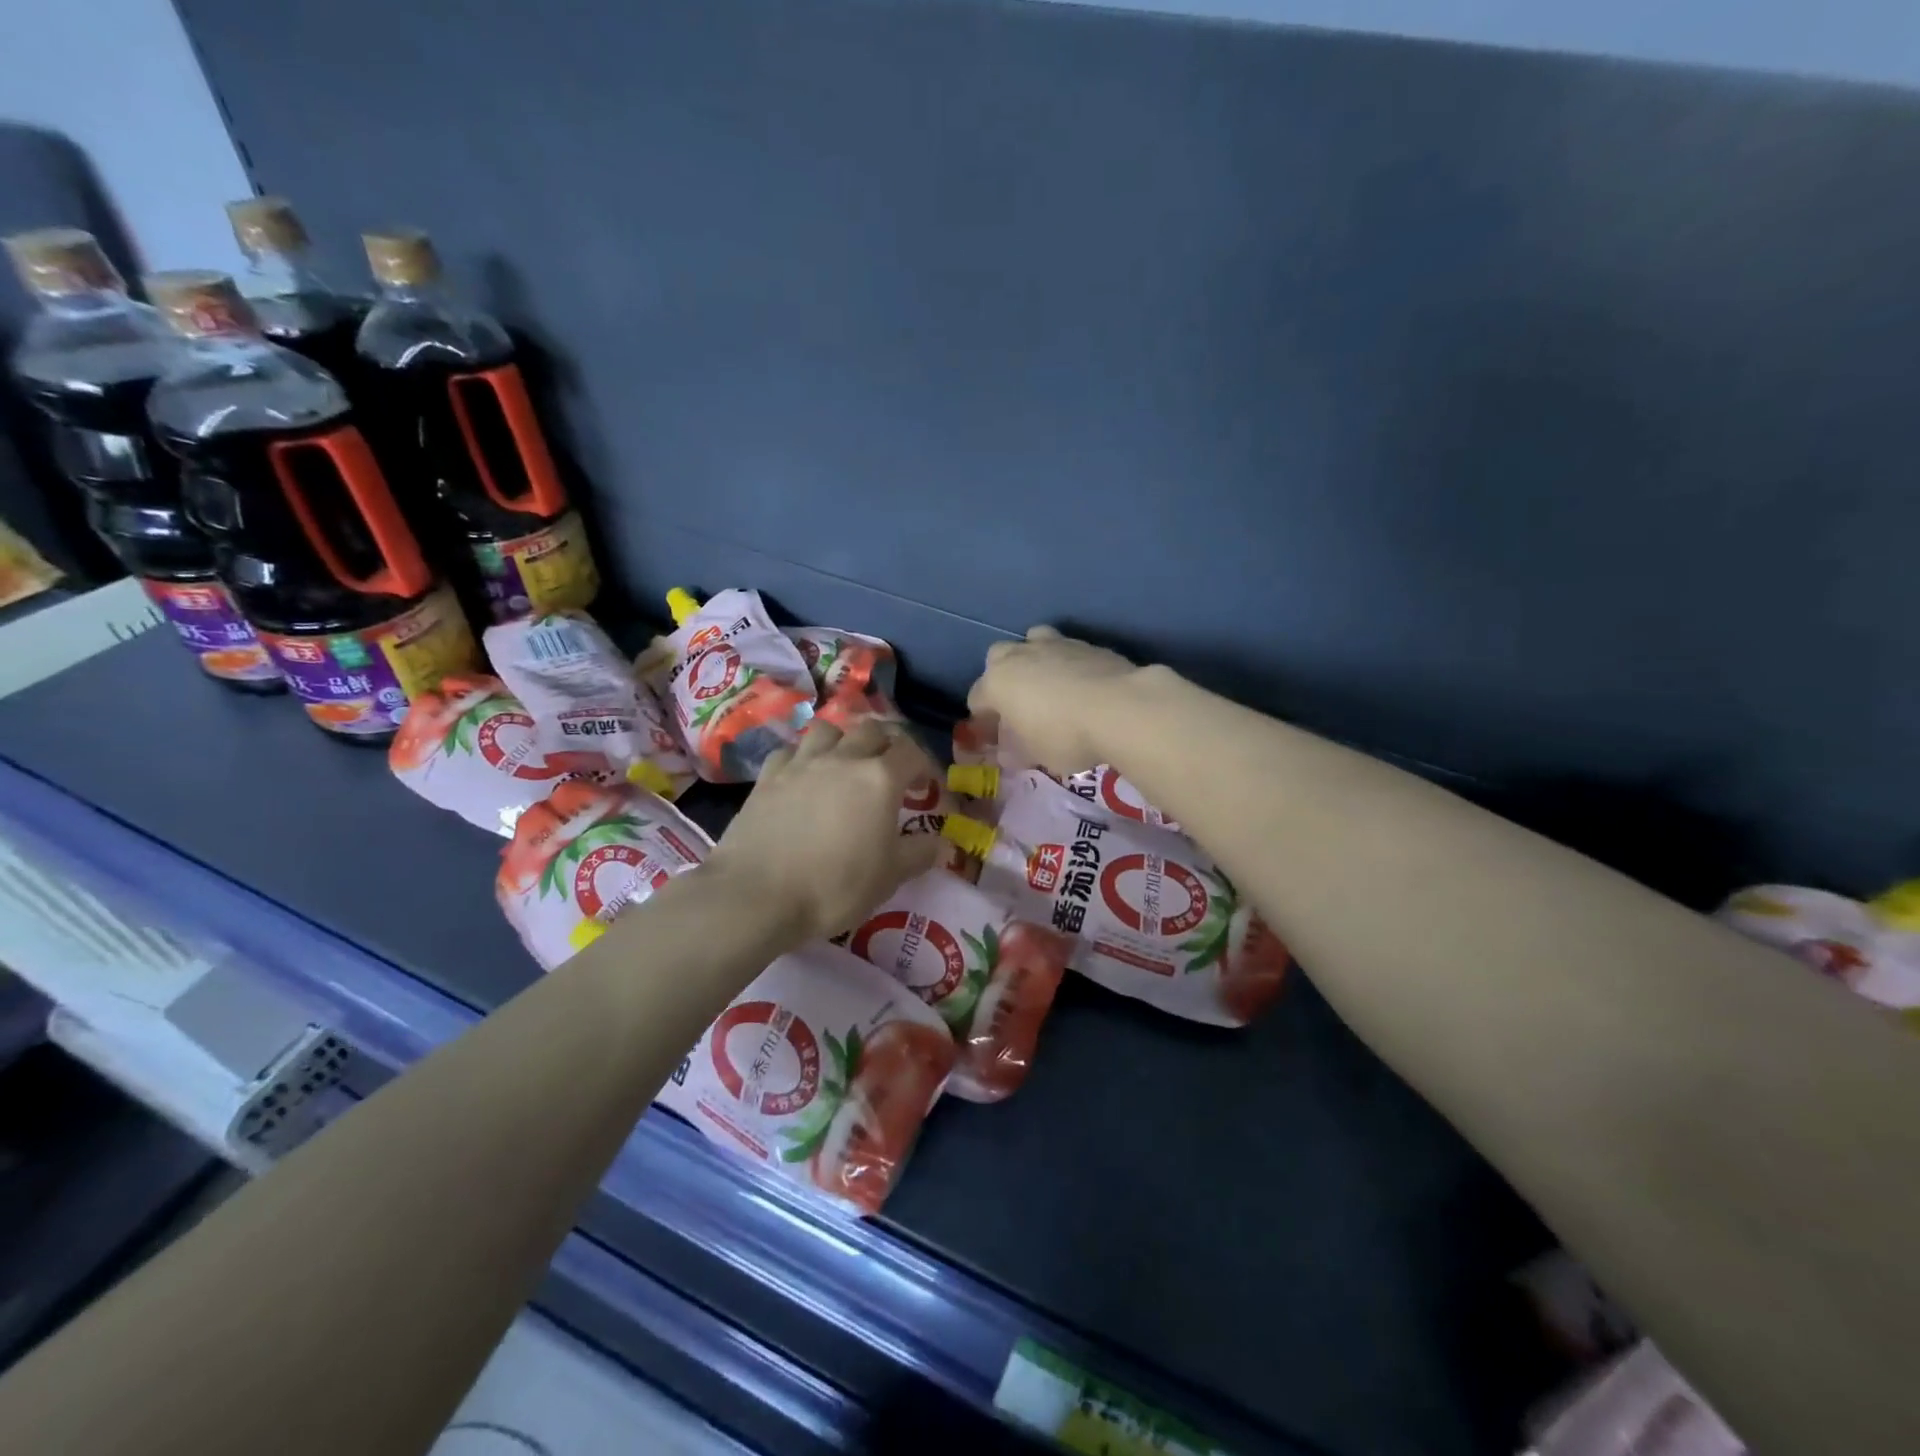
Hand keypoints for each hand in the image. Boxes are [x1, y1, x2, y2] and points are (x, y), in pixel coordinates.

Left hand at [705, 718, 942, 943]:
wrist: (757, 895)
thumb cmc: (834, 886)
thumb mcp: (889, 877)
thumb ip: (918, 854)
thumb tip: (942, 844)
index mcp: (879, 779)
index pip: (911, 752)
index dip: (923, 765)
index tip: (924, 787)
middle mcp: (842, 759)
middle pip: (871, 730)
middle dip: (886, 745)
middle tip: (889, 771)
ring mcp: (801, 763)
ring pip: (828, 729)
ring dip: (843, 740)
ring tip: (844, 764)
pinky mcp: (767, 777)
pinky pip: (789, 751)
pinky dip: (802, 757)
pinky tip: (802, 777)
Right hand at [967, 626, 1138, 773]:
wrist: (1120, 708)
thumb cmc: (1064, 736)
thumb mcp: (1034, 754)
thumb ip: (1015, 750)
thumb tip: (1009, 751)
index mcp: (997, 682)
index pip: (977, 699)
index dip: (983, 722)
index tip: (997, 740)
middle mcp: (1019, 655)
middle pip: (998, 659)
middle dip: (1003, 679)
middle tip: (1019, 706)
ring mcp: (1055, 644)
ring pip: (1032, 642)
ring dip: (1033, 661)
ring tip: (1049, 686)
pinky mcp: (1087, 643)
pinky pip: (1067, 651)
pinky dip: (1067, 665)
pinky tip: (1081, 686)